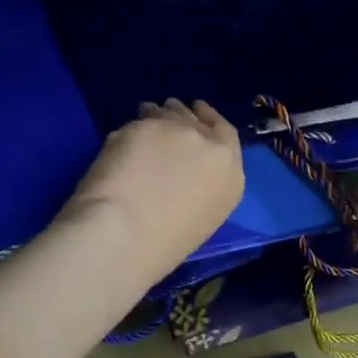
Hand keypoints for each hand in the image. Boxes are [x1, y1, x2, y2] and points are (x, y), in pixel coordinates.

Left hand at [59, 98, 244, 284]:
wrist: (126, 233)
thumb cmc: (163, 245)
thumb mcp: (201, 216)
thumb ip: (200, 184)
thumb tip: (179, 171)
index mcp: (230, 176)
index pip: (226, 133)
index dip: (210, 120)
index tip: (199, 113)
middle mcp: (210, 146)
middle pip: (196, 119)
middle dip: (182, 116)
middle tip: (168, 116)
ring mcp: (177, 131)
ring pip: (169, 112)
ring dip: (159, 114)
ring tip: (147, 117)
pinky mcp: (144, 125)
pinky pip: (140, 122)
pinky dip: (133, 127)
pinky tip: (126, 136)